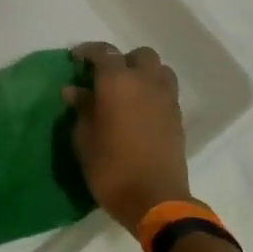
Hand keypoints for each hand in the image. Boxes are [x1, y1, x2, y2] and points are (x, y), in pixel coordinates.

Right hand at [64, 42, 190, 231]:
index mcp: (117, 82)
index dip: (87, 51)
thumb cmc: (110, 168)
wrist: (155, 199)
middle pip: (138, 55)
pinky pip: (166, 90)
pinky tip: (139, 109)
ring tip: (126, 91)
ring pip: (159, 69)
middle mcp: (145, 82)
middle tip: (104, 78)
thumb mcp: (84, 139)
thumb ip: (81, 109)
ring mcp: (166, 98)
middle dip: (121, 60)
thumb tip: (74, 90)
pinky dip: (153, 90)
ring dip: (142, 73)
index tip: (75, 59)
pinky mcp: (177, 116)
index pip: (103, 52)